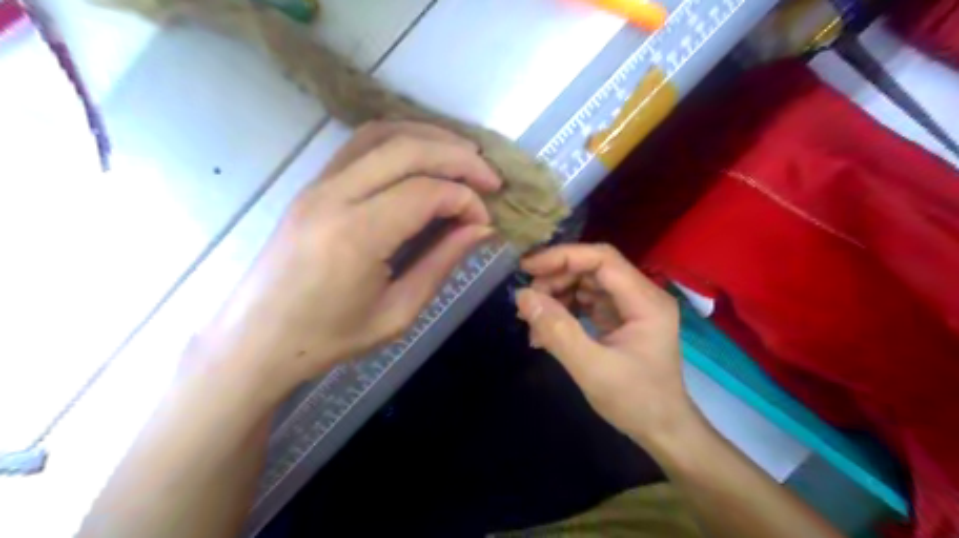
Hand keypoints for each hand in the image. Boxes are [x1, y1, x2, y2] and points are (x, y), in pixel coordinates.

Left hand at [197, 122, 503, 398]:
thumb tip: (480, 228)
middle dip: (459, 157)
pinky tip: (423, 157)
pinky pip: (360, 145)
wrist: (257, 339)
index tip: (485, 221)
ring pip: (382, 134)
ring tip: (464, 157)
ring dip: (430, 138)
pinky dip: (400, 141)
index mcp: (357, 236)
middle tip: (491, 178)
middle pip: (407, 149)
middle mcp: (334, 196)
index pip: (425, 193)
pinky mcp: (312, 184)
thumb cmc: (329, 338)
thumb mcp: (398, 312)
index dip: (465, 200)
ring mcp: (317, 184)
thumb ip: (441, 263)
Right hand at [518, 245, 698, 445]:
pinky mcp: (620, 320)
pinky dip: (564, 311)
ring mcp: (631, 308)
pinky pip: (587, 303)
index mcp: (646, 301)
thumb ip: (557, 331)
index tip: (527, 268)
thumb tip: (522, 297)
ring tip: (532, 318)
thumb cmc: (636, 402)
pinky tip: (545, 330)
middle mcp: (642, 296)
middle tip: (527, 301)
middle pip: (593, 269)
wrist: (663, 431)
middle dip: (556, 279)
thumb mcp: (592, 369)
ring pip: (587, 284)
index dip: (563, 257)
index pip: (602, 259)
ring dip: (557, 295)